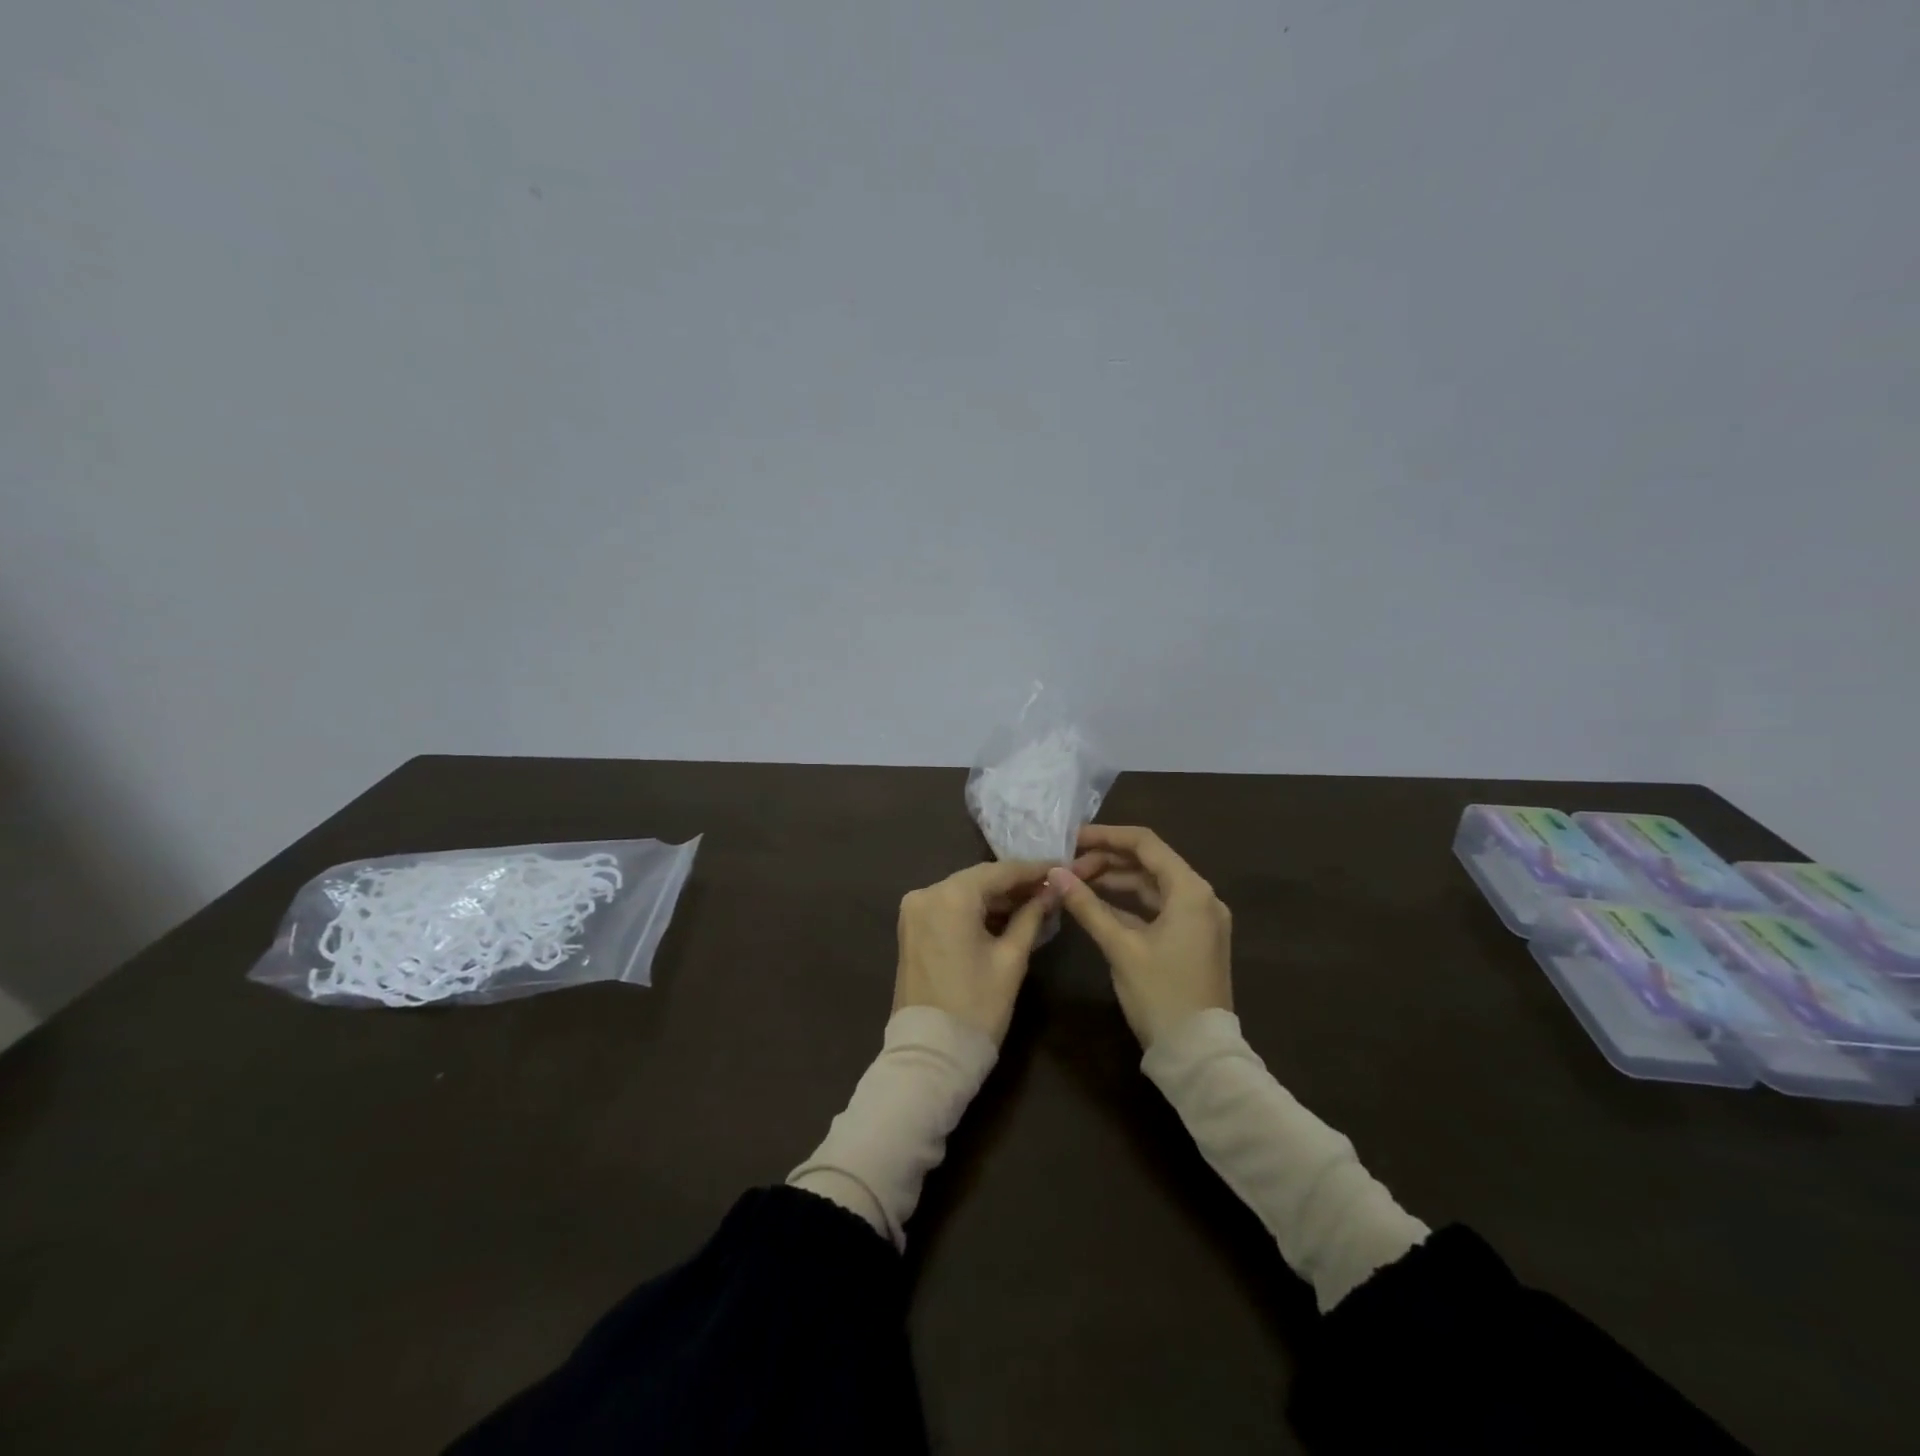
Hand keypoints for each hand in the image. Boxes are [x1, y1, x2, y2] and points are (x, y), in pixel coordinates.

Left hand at [894, 860, 1058, 1044]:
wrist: (930, 1053)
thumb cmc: (977, 1006)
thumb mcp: (1011, 959)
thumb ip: (1031, 917)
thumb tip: (1051, 891)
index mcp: (951, 896)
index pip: (1000, 872)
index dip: (1033, 869)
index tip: (1061, 866)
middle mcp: (926, 893)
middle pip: (979, 879)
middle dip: (1014, 884)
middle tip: (1050, 887)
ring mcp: (914, 910)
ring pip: (963, 892)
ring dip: (995, 898)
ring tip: (1034, 903)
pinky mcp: (911, 928)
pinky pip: (949, 908)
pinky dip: (975, 911)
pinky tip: (1004, 917)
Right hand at [1047, 825, 1232, 1048]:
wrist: (1199, 1054)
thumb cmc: (1161, 995)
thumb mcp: (1120, 947)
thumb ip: (1087, 906)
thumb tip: (1055, 873)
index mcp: (1190, 890)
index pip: (1145, 843)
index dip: (1106, 836)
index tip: (1071, 839)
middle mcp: (1200, 897)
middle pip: (1149, 862)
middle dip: (1106, 860)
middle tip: (1067, 868)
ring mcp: (1199, 919)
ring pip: (1152, 885)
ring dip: (1115, 881)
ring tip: (1075, 883)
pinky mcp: (1192, 939)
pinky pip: (1157, 908)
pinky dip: (1128, 904)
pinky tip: (1096, 905)